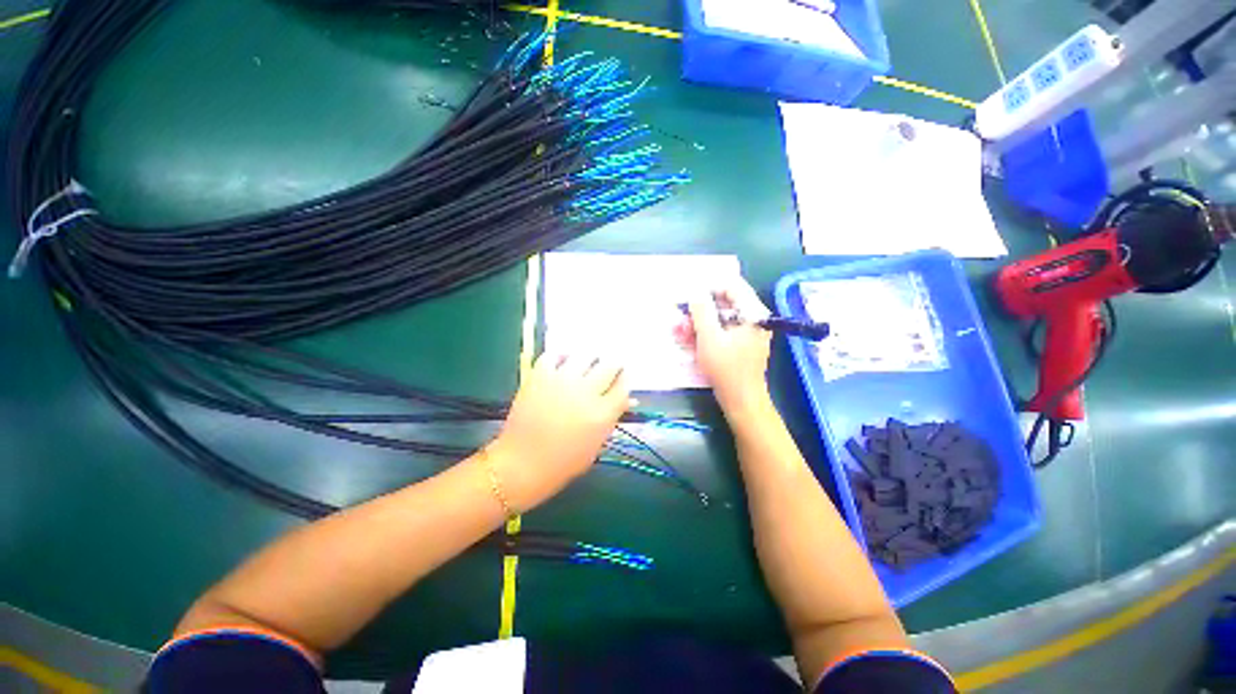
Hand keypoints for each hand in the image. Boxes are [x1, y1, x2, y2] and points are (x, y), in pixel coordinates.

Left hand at [487, 354, 630, 510]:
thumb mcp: (597, 445)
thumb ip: (612, 418)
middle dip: (613, 364)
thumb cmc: (564, 462)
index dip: (625, 377)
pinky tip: (563, 363)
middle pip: (609, 365)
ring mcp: (562, 381)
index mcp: (602, 413)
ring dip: (590, 360)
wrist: (523, 463)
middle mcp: (585, 392)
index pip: (623, 384)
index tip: (623, 376)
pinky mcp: (539, 376)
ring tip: (586, 365)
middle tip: (608, 368)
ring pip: (585, 355)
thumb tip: (628, 399)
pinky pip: (554, 355)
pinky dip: (561, 356)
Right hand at [681, 278, 772, 411]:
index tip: (690, 297)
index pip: (732, 286)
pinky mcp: (744, 343)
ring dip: (702, 321)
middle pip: (726, 302)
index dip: (709, 288)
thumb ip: (702, 311)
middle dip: (701, 309)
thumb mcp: (709, 337)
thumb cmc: (726, 368)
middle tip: (682, 316)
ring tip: (682, 330)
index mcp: (753, 313)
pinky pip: (725, 329)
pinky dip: (709, 332)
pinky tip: (692, 339)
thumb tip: (695, 291)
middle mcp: (755, 318)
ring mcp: (751, 331)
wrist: (742, 399)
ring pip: (723, 317)